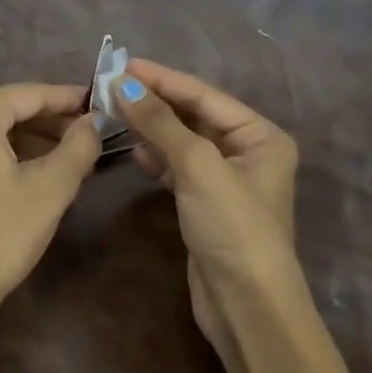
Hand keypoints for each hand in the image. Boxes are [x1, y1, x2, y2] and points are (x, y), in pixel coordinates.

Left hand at [0, 83, 101, 315]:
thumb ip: (78, 147)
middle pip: (13, 106)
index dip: (69, 99)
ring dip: (34, 136)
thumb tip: (95, 121)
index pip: (32, 94)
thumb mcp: (49, 190)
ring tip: (76, 150)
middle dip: (53, 120)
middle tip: (94, 131)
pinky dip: (11, 149)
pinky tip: (40, 164)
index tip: (102, 102)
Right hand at [112, 59, 298, 349]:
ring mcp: (226, 179)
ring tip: (113, 111)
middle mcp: (247, 151)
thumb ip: (159, 121)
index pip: (203, 94)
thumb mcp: (197, 165)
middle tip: (111, 85)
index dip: (161, 78)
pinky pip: (176, 166)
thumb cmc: (232, 226)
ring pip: (181, 140)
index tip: (122, 63)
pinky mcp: (206, 203)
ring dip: (150, 127)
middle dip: (153, 101)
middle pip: (192, 114)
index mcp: (260, 135)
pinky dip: (155, 156)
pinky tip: (133, 150)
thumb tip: (121, 83)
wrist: (247, 309)